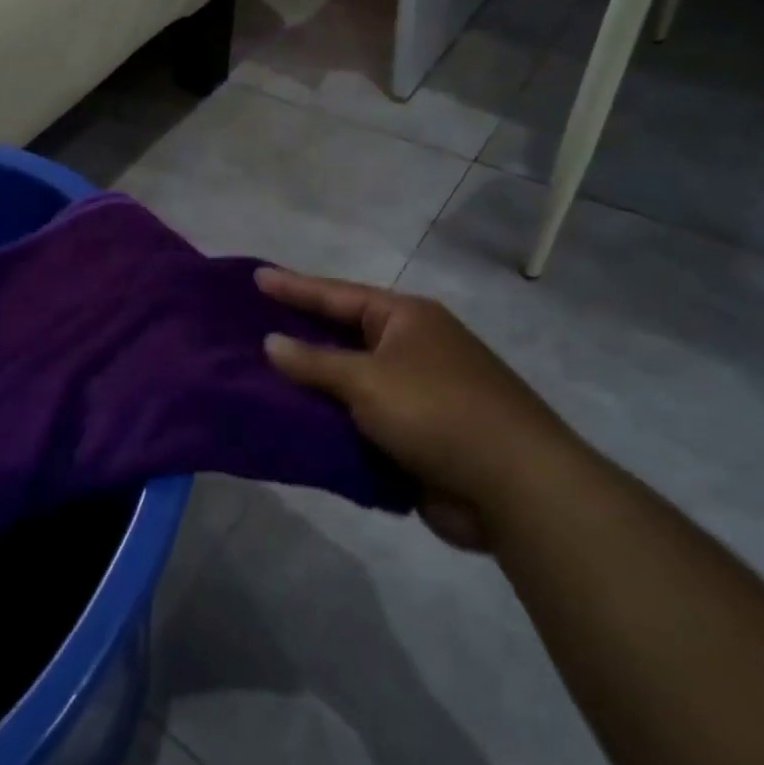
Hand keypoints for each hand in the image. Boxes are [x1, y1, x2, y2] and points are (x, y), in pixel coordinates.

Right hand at [255, 268, 565, 550]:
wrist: (514, 486)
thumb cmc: (437, 412)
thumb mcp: (368, 380)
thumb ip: (315, 362)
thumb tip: (272, 342)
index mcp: (405, 319)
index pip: (337, 295)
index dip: (294, 287)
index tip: (255, 278)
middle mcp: (411, 348)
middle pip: (342, 336)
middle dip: (298, 337)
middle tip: (248, 329)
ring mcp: (415, 393)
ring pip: (349, 383)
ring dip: (311, 387)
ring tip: (257, 380)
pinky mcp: (416, 436)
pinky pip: (360, 422)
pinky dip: (331, 424)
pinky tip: (292, 426)